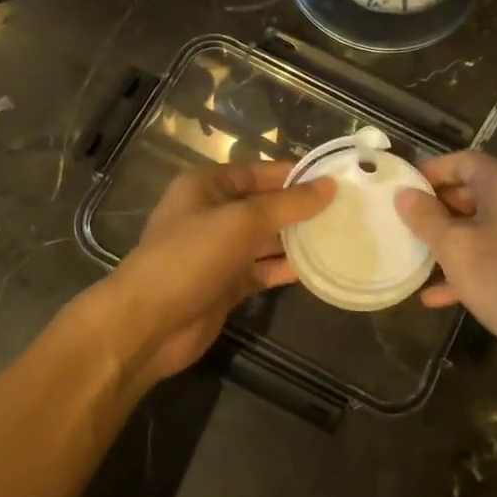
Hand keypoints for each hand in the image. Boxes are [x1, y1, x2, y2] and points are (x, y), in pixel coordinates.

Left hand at [106, 162, 331, 384]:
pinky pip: (263, 269)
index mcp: (208, 186)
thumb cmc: (191, 257)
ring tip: (342, 236)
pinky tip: (320, 267)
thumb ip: (288, 204)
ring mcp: (220, 251)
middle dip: (301, 208)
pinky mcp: (227, 284)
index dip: (296, 175)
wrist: (149, 324)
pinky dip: (287, 268)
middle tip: (348, 210)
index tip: (337, 179)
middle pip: (265, 205)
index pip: (260, 172)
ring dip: (298, 239)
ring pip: (267, 239)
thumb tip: (330, 186)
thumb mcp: (242, 222)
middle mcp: (213, 214)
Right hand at [394, 152, 496, 367]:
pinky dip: (472, 266)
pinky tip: (440, 296)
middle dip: (437, 211)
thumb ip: (426, 218)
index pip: (461, 161)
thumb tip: (404, 194)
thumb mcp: (456, 248)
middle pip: (472, 192)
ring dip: (451, 243)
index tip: (401, 190)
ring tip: (416, 260)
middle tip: (404, 226)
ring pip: (483, 227)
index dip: (429, 173)